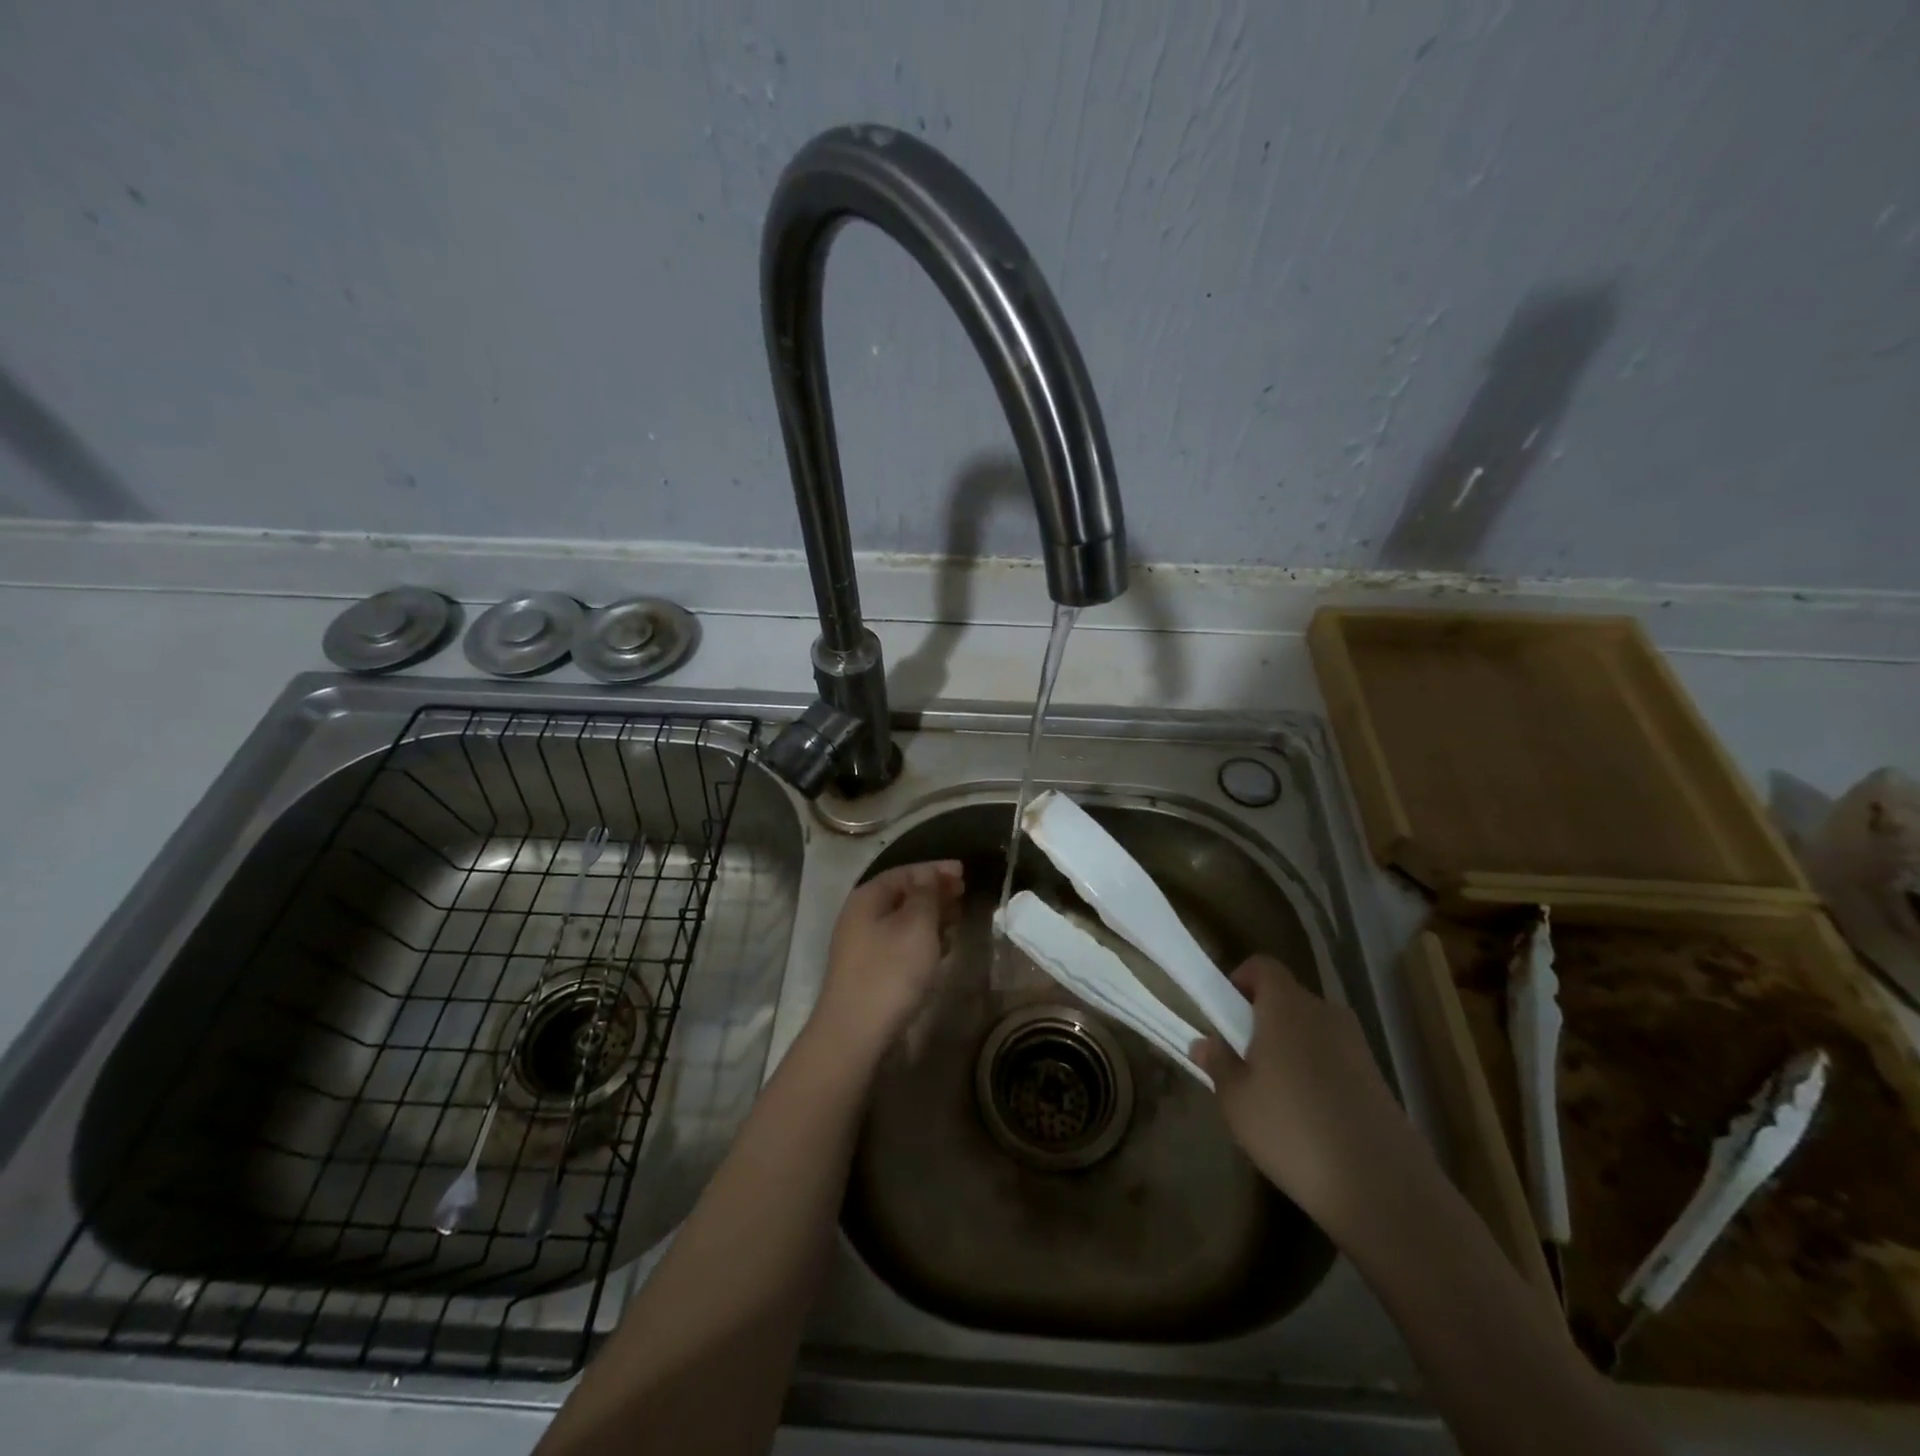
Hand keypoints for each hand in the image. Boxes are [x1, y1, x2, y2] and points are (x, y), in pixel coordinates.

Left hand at [811, 860, 964, 1058]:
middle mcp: (860, 916)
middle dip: (934, 893)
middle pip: (902, 895)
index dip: (935, 869)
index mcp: (868, 897)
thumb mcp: (917, 925)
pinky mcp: (870, 972)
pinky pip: (900, 944)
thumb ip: (927, 895)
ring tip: (957, 920)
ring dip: (930, 917)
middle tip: (964, 895)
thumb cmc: (891, 971)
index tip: (964, 872)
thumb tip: (928, 876)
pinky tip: (940, 949)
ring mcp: (863, 946)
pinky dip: (922, 940)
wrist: (855, 1033)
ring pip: (902, 921)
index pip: (905, 872)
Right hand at [1192, 955, 1414, 1233]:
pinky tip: (1308, 1118)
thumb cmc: (1293, 1131)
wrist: (1383, 1188)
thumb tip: (1204, 1042)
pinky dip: (1316, 1073)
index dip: (1240, 981)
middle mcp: (1325, 1014)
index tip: (1224, 1015)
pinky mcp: (1377, 1078)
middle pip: (1287, 999)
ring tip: (1274, 1095)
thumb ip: (1218, 1063)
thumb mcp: (1237, 1101)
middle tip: (1243, 1060)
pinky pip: (1334, 1058)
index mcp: (1287, 1006)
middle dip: (1262, 1020)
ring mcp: (1357, 1045)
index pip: (1262, 966)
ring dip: (1290, 1048)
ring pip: (1311, 1030)